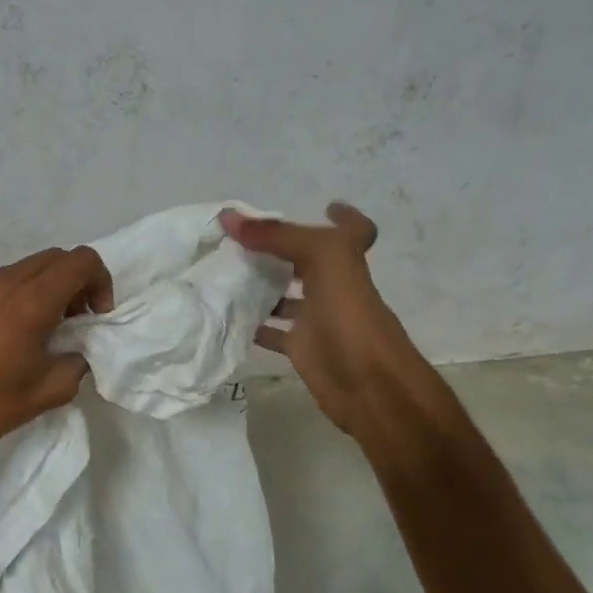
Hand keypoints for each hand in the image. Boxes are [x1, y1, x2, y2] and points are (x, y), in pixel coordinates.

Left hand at [0, 245, 115, 473]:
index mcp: (29, 301)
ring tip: (44, 327)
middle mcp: (3, 281)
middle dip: (76, 282)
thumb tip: (77, 347)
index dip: (100, 281)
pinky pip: (3, 279)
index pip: (80, 261)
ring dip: (48, 286)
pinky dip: (22, 292)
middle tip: (75, 320)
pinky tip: (13, 330)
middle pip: (56, 258)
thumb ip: (78, 360)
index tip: (96, 316)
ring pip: (29, 266)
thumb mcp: (51, 390)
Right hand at [221, 203, 422, 438]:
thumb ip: (276, 235)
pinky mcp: (303, 349)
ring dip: (260, 286)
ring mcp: (318, 318)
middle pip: (307, 260)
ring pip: (286, 296)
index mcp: (344, 259)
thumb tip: (229, 216)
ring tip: (223, 272)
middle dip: (279, 249)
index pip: (352, 230)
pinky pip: (273, 332)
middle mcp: (334, 285)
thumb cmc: (351, 316)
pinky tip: (226, 315)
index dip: (343, 216)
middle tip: (240, 240)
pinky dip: (252, 325)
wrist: (369, 386)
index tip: (323, 206)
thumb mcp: (321, 259)